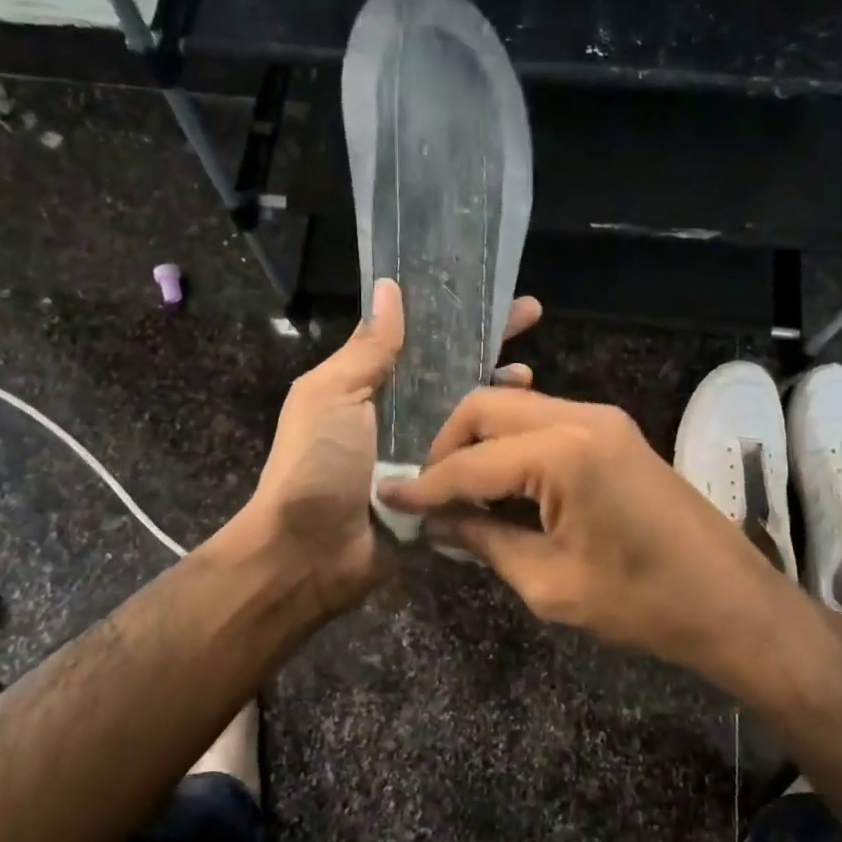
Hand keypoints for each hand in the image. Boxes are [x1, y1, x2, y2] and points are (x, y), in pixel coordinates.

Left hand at [245, 283, 542, 614]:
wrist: (310, 554)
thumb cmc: (316, 465)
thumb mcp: (333, 395)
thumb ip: (367, 348)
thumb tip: (389, 287)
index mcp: (368, 384)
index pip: (418, 336)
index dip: (451, 313)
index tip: (489, 290)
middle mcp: (398, 413)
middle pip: (450, 370)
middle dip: (486, 343)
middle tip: (531, 317)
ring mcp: (422, 452)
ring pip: (469, 412)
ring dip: (498, 390)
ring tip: (529, 376)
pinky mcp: (441, 489)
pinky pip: (473, 458)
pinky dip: (497, 441)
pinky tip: (525, 426)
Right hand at [378, 388, 789, 678]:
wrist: (731, 602)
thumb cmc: (642, 603)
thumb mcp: (550, 583)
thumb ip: (486, 542)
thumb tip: (438, 524)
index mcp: (563, 452)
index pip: (471, 463)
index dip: (426, 485)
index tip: (388, 499)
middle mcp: (581, 417)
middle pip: (487, 409)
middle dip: (448, 447)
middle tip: (431, 496)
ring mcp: (603, 418)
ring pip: (515, 409)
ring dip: (480, 444)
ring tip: (461, 494)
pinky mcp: (615, 431)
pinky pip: (545, 423)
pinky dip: (514, 447)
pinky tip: (503, 485)